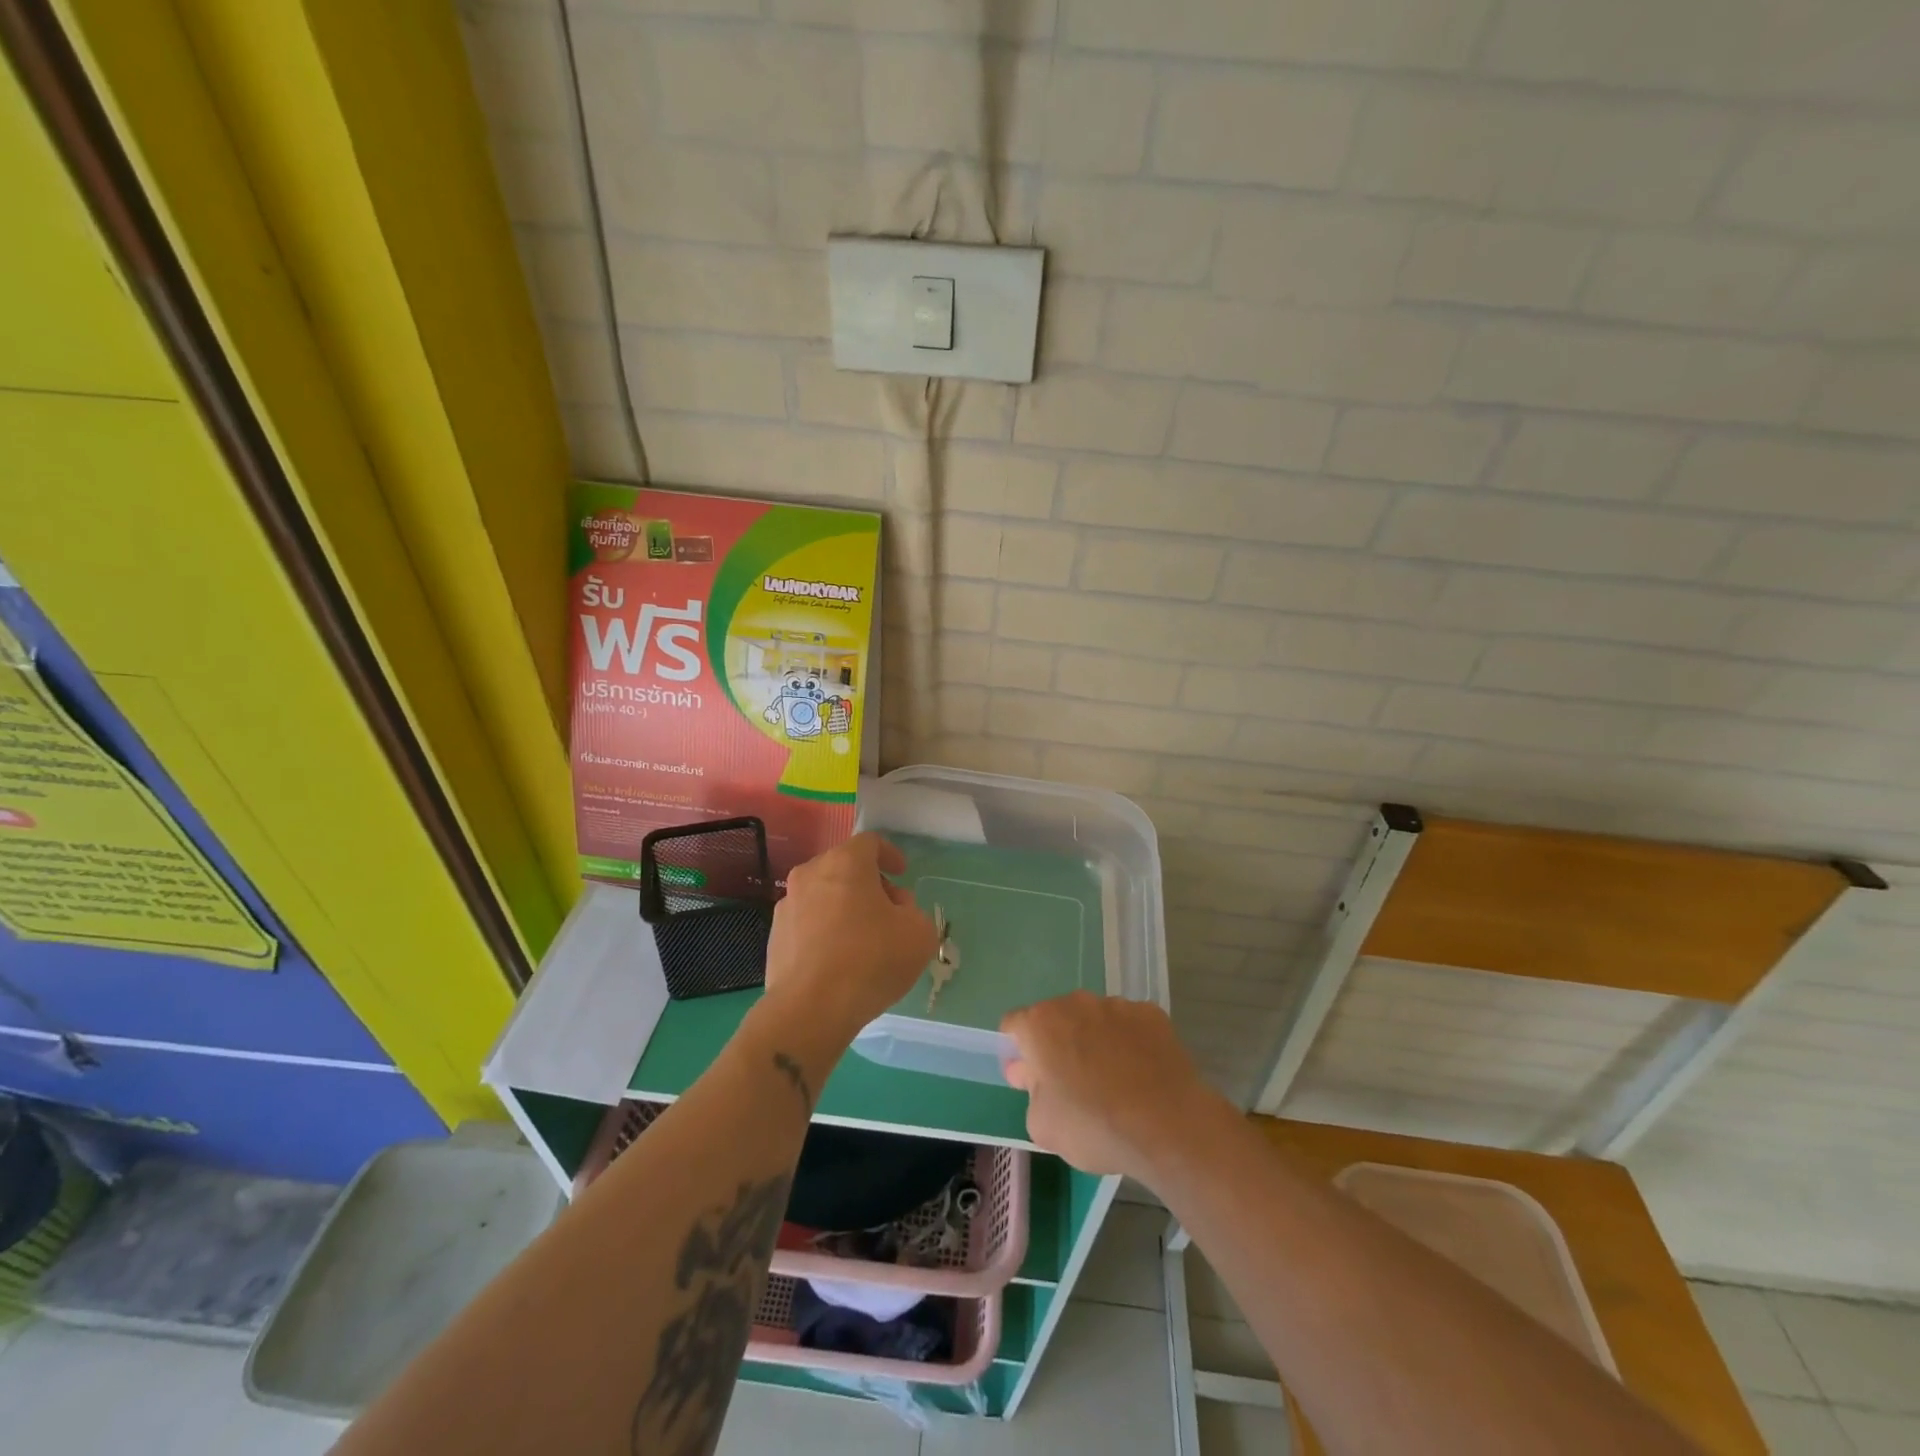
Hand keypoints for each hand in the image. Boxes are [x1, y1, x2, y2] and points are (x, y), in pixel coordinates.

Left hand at [761, 833, 937, 1041]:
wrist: (810, 1009)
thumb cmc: (871, 960)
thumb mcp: (919, 934)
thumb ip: (914, 912)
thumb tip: (897, 912)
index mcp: (845, 862)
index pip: (870, 842)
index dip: (890, 854)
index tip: (902, 873)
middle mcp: (810, 874)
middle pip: (844, 867)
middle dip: (869, 884)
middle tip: (889, 910)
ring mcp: (787, 906)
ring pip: (823, 895)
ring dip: (844, 907)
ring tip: (863, 940)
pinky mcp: (774, 937)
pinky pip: (807, 923)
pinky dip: (825, 931)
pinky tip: (839, 961)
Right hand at [1001, 992, 1222, 1179]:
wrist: (1169, 1127)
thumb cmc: (1095, 1126)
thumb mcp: (1042, 1125)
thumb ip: (1030, 1091)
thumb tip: (1031, 1073)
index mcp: (1041, 1024)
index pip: (1014, 1026)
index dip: (1018, 1051)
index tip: (1032, 1079)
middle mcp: (1076, 1003)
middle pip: (1056, 1018)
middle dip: (1058, 1044)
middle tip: (1072, 1084)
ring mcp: (1116, 1004)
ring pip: (1094, 1019)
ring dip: (1094, 1041)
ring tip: (1113, 1082)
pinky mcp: (1151, 1013)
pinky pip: (1129, 1025)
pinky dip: (1128, 1043)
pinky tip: (1140, 1075)